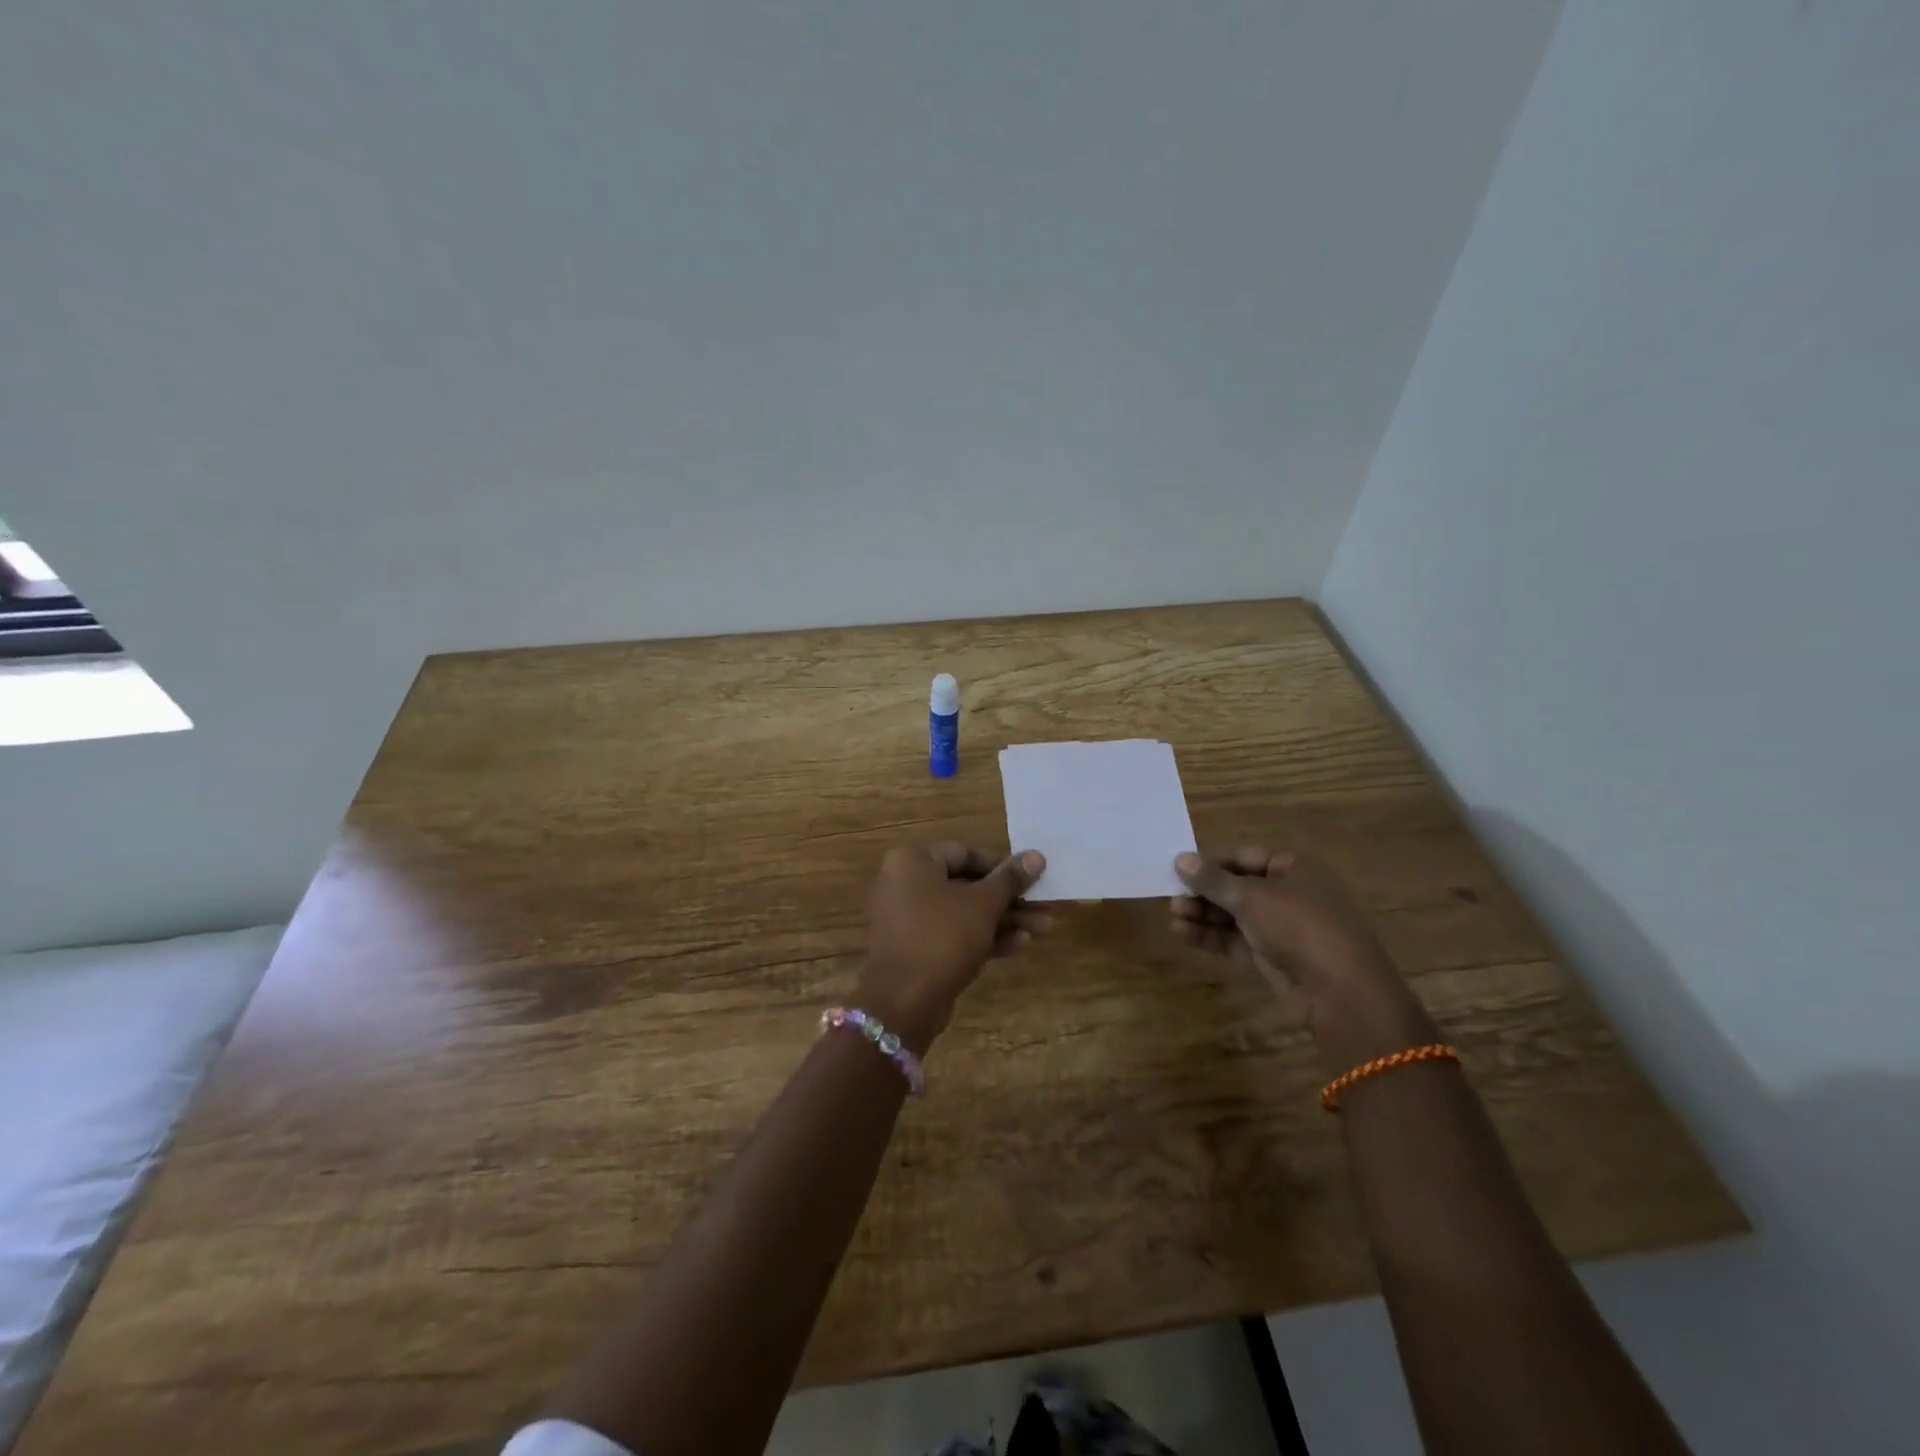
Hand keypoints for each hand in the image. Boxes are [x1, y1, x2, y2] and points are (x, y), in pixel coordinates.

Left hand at [857, 844, 1050, 1054]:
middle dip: (1010, 899)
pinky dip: (984, 937)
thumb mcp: (983, 905)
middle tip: (1045, 907)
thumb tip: (1036, 855)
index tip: (1033, 877)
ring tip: (1045, 929)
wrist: (901, 1004)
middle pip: (968, 885)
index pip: (966, 853)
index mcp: (913, 862)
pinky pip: (954, 934)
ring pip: (964, 913)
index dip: (1004, 865)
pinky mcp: (917, 949)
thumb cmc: (942, 938)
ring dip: (1004, 920)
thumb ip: (1010, 879)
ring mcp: (910, 919)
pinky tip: (1021, 945)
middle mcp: (906, 884)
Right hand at [1172, 847, 1436, 1069]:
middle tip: (1171, 897)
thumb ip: (1212, 879)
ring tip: (1173, 917)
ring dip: (1204, 915)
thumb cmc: (1298, 927)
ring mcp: (1282, 927)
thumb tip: (1180, 859)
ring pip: (1234, 915)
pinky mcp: (1274, 956)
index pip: (1243, 856)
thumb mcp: (1250, 897)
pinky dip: (1213, 936)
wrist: (1340, 992)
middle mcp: (1288, 893)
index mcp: (1293, 867)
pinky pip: (1237, 939)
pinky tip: (1185, 934)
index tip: (1177, 869)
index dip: (1210, 862)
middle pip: (1236, 886)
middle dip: (1204, 892)